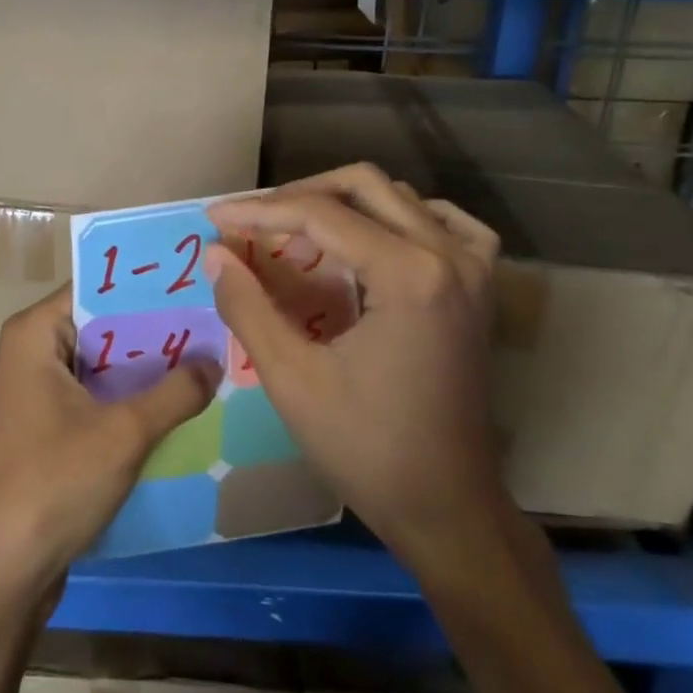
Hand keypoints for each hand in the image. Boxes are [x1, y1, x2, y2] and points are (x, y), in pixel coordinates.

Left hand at [0, 284, 218, 610]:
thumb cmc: (53, 485)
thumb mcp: (124, 433)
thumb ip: (175, 392)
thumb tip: (215, 360)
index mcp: (36, 333)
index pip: (99, 286)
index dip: (148, 284)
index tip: (200, 282)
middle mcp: (34, 351)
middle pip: (105, 324)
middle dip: (158, 327)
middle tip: (219, 320)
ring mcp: (40, 391)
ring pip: (106, 363)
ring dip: (151, 366)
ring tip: (213, 354)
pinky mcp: (51, 427)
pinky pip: (100, 395)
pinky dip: (135, 397)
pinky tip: (184, 401)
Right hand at [206, 163, 506, 572]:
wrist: (447, 506)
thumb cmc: (366, 449)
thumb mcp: (292, 380)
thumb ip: (248, 308)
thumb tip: (215, 254)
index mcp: (409, 275)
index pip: (321, 215)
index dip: (259, 212)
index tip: (213, 219)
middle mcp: (449, 255)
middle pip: (362, 186)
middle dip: (297, 196)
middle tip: (250, 223)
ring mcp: (473, 268)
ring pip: (398, 197)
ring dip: (342, 203)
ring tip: (294, 232)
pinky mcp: (479, 288)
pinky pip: (444, 222)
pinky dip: (400, 216)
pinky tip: (373, 236)